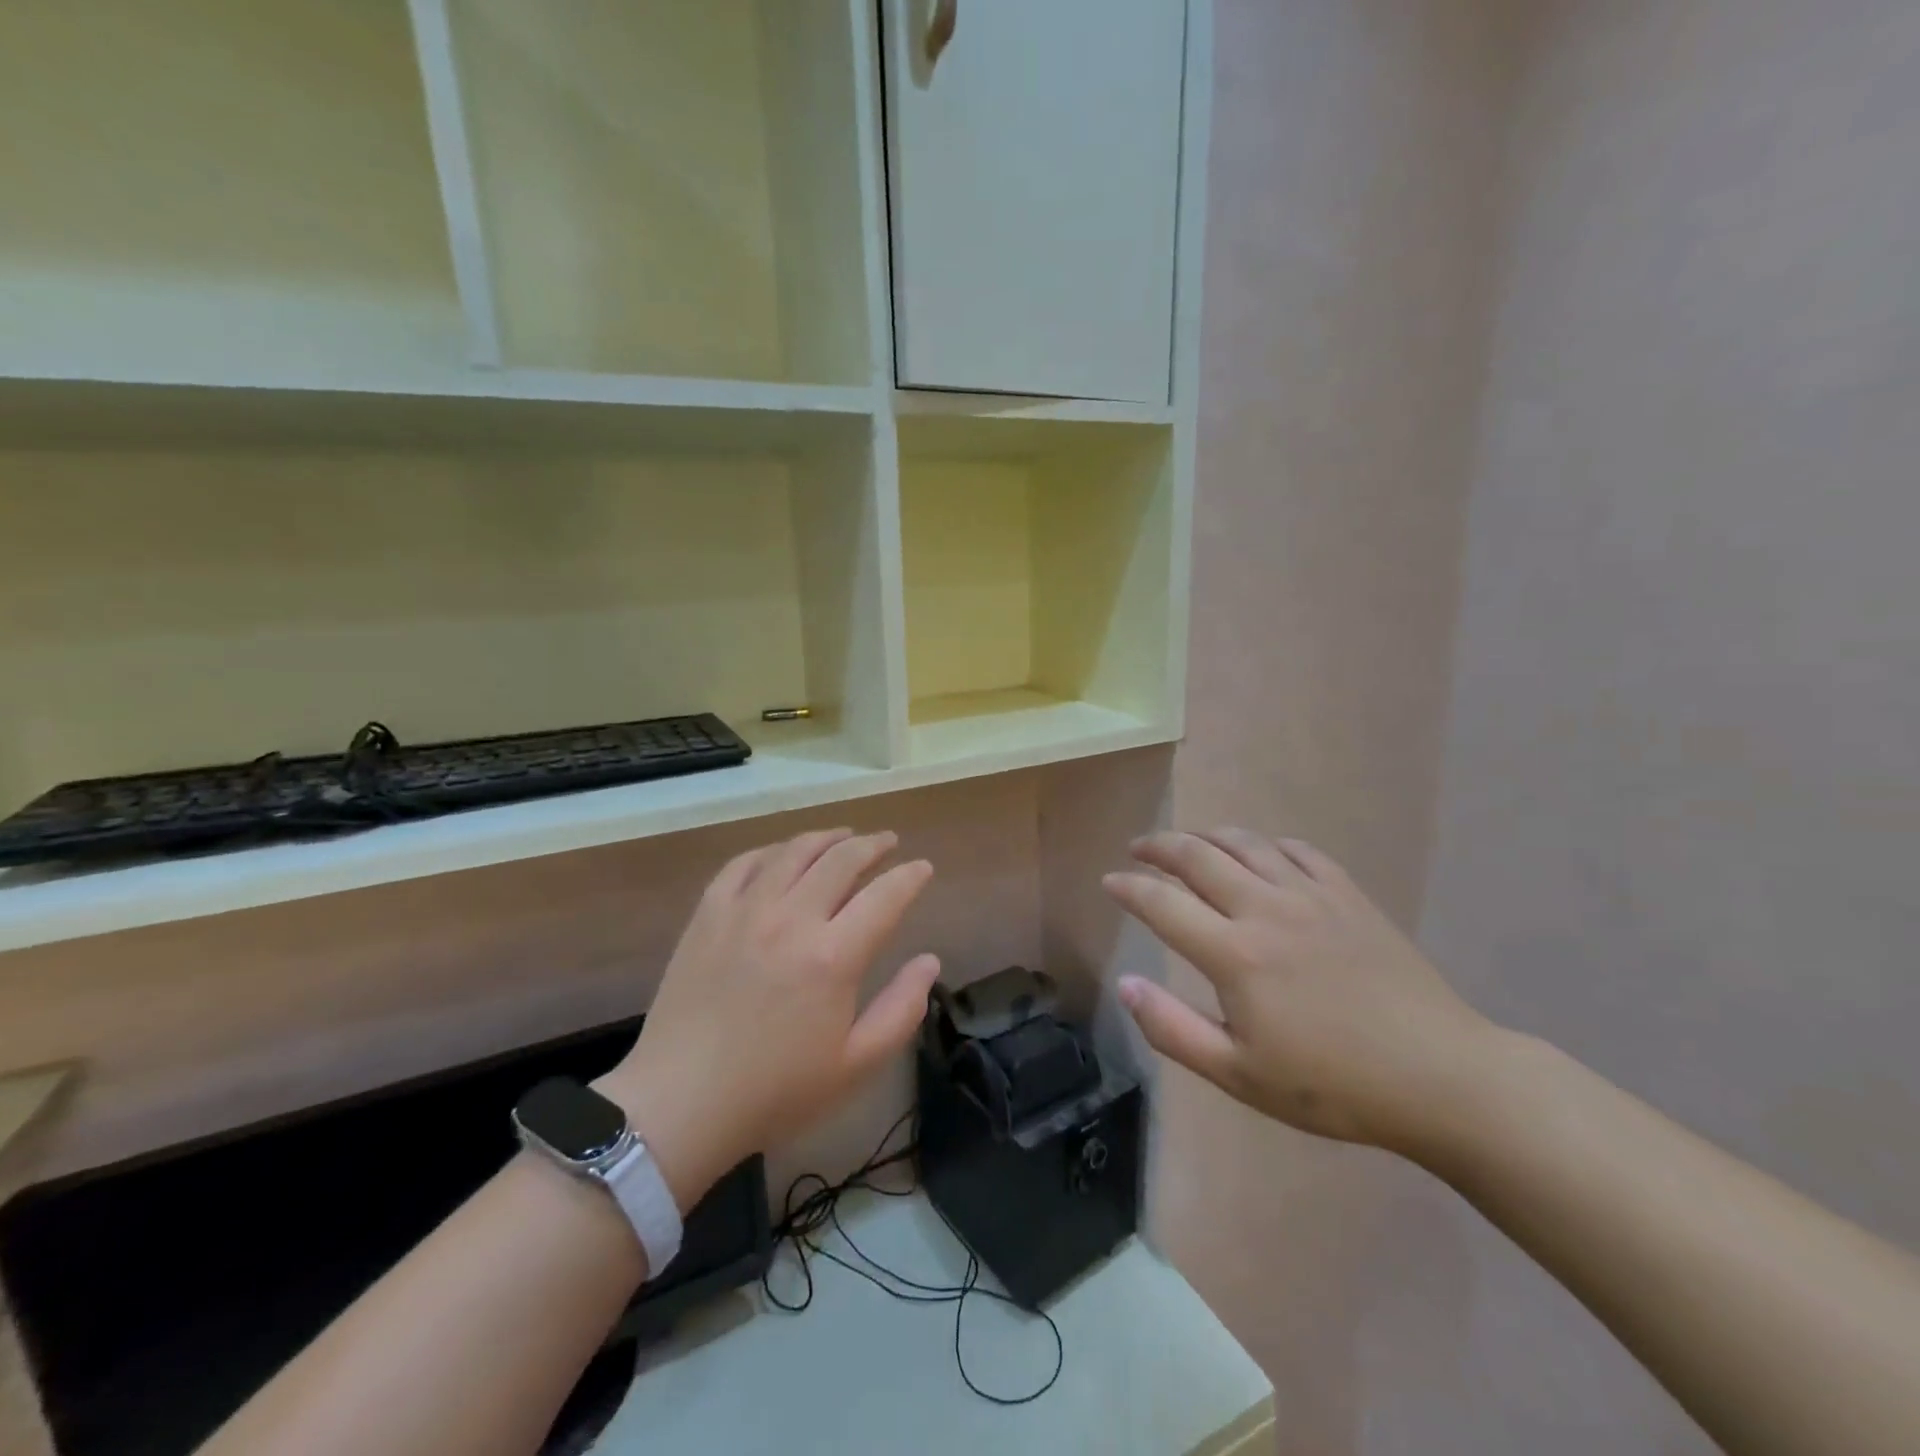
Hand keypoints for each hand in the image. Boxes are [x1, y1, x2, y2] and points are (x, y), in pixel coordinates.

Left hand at [598, 829, 940, 1210]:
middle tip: (888, 842)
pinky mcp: (708, 914)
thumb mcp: (855, 1065)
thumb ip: (902, 1010)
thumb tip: (929, 961)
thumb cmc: (775, 1091)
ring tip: (844, 836)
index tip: (923, 868)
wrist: (680, 1102)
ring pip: (794, 851)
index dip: (910, 877)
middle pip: (842, 860)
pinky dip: (772, 850)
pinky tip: (783, 855)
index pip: (885, 896)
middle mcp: (792, 918)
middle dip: (873, 845)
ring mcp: (745, 910)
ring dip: (827, 838)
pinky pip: (744, 863)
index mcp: (833, 957)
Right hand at [1104, 829, 1498, 1153]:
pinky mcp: (1348, 894)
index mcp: (1234, 954)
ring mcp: (1310, 895)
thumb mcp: (1239, 1075)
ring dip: (1206, 835)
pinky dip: (1265, 843)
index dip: (1128, 888)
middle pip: (1197, 856)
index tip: (1109, 881)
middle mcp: (1265, 909)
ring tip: (1187, 842)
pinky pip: (1296, 850)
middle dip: (1159, 846)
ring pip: (1244, 843)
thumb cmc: (1332, 1085)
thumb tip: (1125, 984)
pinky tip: (1259, 853)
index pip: (1162, 903)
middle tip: (1138, 848)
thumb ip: (1172, 1029)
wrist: (1440, 1077)